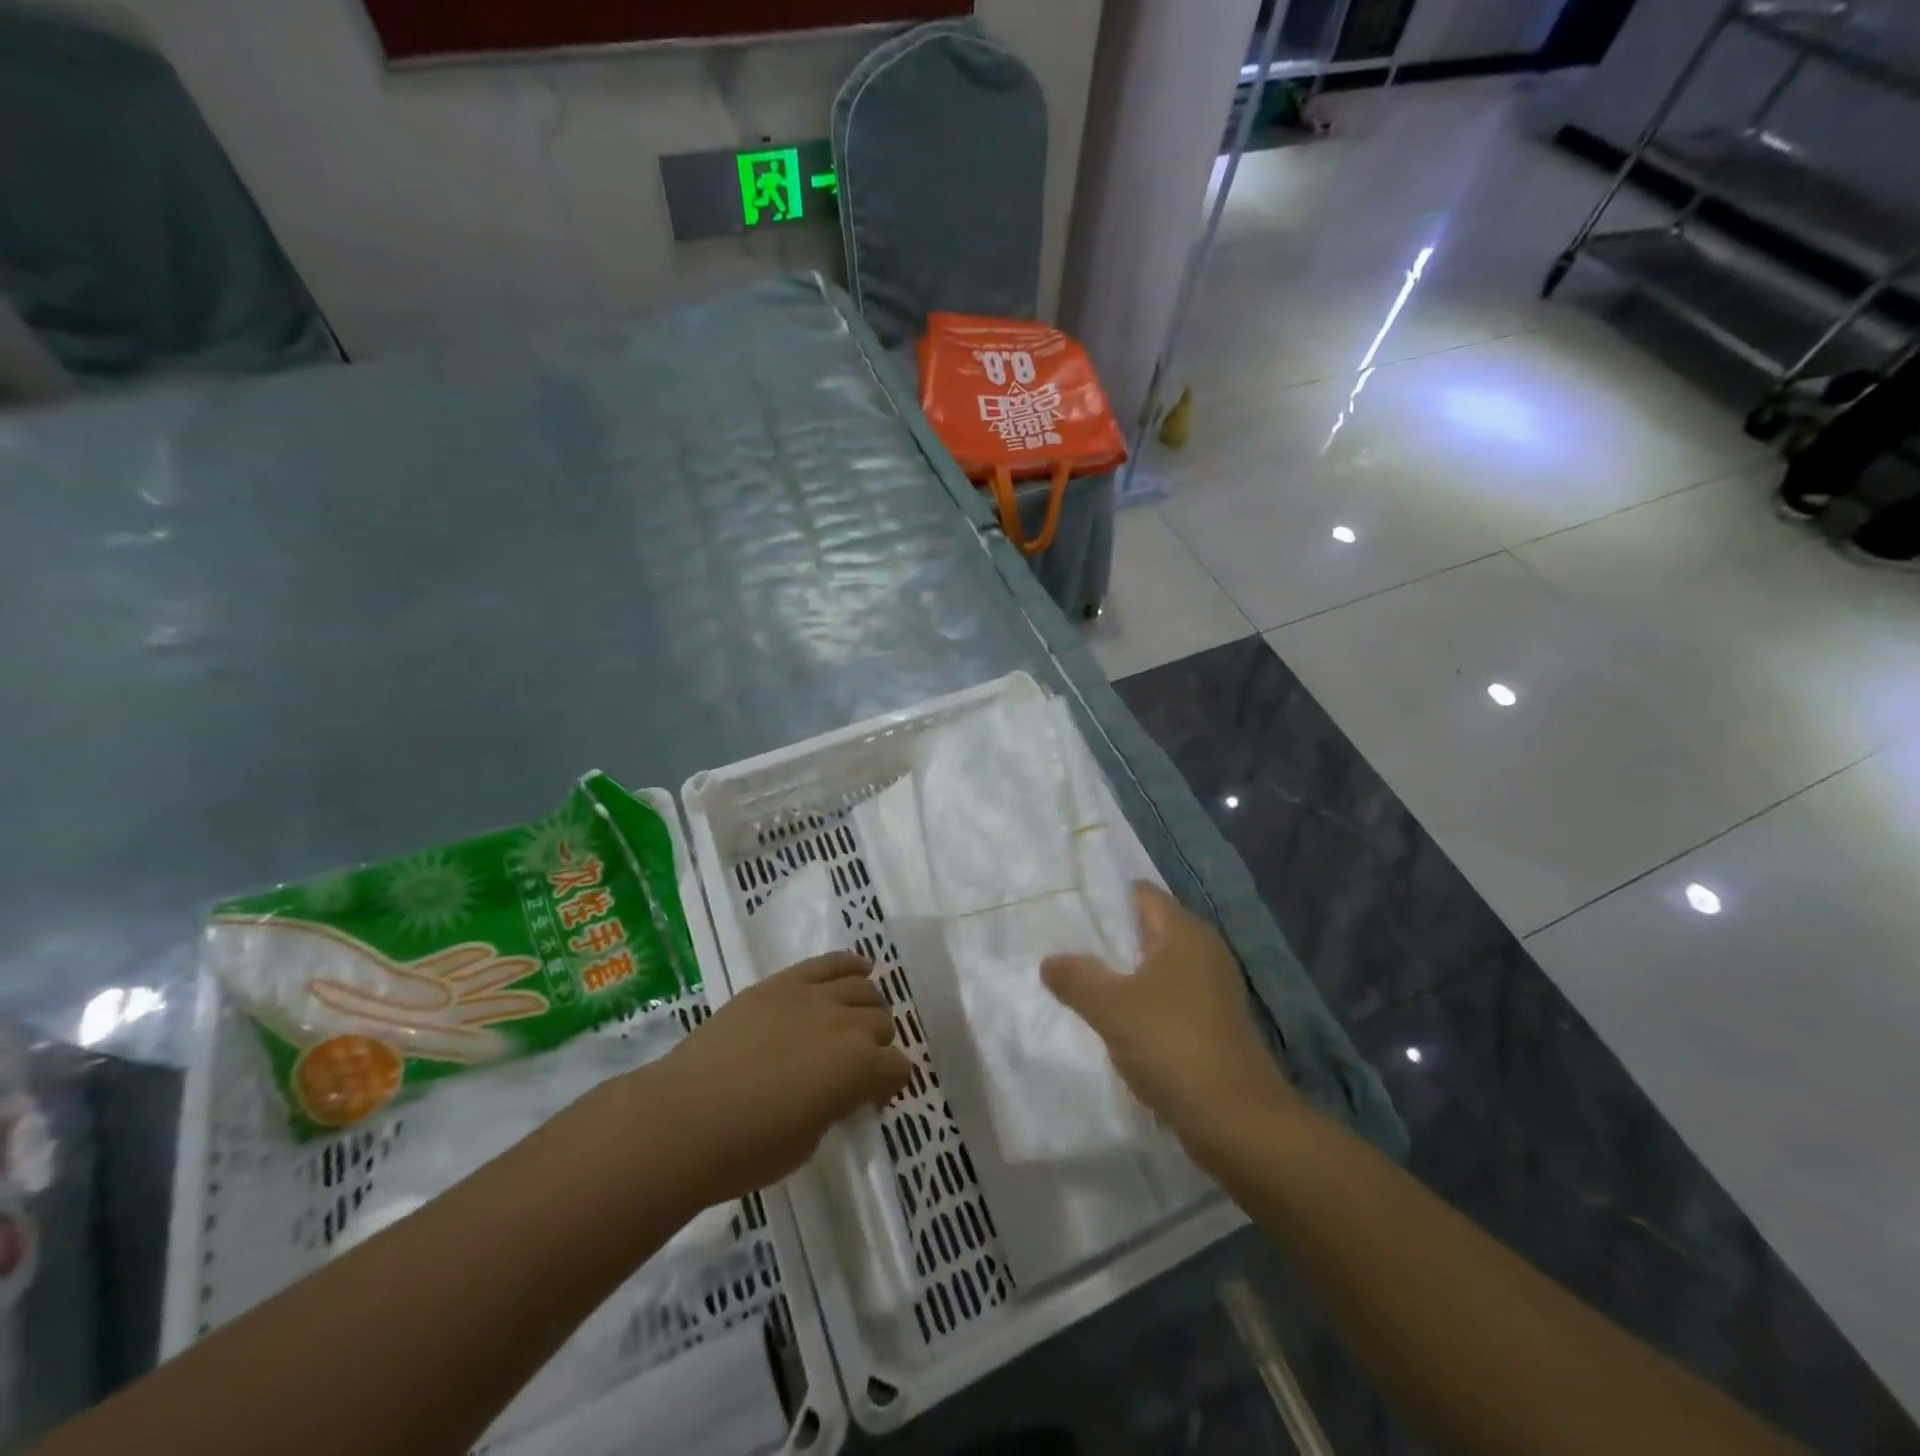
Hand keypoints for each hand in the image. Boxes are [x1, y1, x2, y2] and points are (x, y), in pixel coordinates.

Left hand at [640, 953, 911, 1207]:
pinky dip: (849, 964)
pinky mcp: (783, 982)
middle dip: (875, 1044)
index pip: (898, 1068)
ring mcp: (814, 997)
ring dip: (865, 1006)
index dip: (889, 1084)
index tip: (871, 1098)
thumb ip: (835, 1105)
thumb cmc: (748, 1148)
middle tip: (854, 1063)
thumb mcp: (809, 1140)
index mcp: (860, 1069)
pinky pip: (828, 962)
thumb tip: (838, 1091)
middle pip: (881, 1023)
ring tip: (854, 1018)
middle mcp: (847, 1025)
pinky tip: (858, 968)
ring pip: (862, 988)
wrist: (685, 1118)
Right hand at [1042, 883, 1299, 1148]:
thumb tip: (1049, 961)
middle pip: (1146, 930)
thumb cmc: (1172, 1045)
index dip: (1103, 899)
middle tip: (1061, 947)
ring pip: (1154, 968)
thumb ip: (1076, 978)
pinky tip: (1111, 1021)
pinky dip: (1140, 1003)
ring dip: (1121, 976)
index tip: (1065, 910)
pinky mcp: (1212, 1023)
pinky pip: (1166, 998)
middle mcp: (1203, 951)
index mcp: (1185, 932)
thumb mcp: (1111, 1008)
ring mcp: (1211, 989)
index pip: (1139, 894)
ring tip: (1077, 984)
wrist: (1237, 1122)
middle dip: (1106, 940)